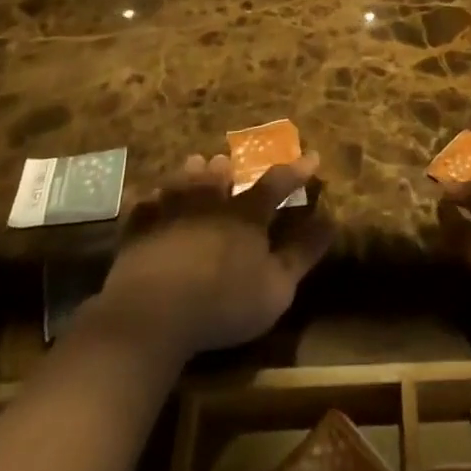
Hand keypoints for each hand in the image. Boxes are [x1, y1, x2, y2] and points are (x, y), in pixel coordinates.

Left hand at [94, 151, 333, 361]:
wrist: (153, 313)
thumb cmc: (223, 303)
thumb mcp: (277, 287)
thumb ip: (303, 254)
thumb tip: (331, 221)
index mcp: (246, 215)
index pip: (276, 184)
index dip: (296, 171)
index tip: (311, 157)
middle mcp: (210, 204)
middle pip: (221, 176)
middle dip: (229, 167)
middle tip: (230, 160)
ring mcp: (171, 214)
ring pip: (183, 183)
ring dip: (192, 173)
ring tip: (195, 162)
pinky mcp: (139, 232)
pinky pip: (143, 208)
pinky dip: (148, 200)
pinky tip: (147, 197)